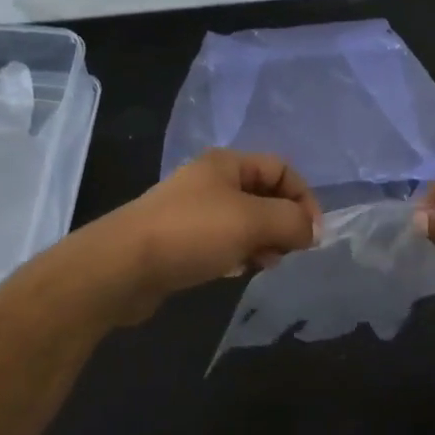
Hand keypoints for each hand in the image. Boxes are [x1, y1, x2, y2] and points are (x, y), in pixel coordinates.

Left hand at [93, 150, 321, 313]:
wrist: (122, 266)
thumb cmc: (192, 233)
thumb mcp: (252, 221)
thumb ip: (291, 221)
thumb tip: (311, 231)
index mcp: (227, 163)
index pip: (281, 168)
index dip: (303, 197)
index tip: (313, 234)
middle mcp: (211, 180)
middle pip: (264, 195)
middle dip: (282, 222)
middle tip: (287, 252)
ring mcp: (193, 211)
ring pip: (244, 222)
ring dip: (262, 241)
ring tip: (262, 264)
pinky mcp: (180, 240)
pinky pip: (222, 242)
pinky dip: (237, 254)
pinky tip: (234, 271)